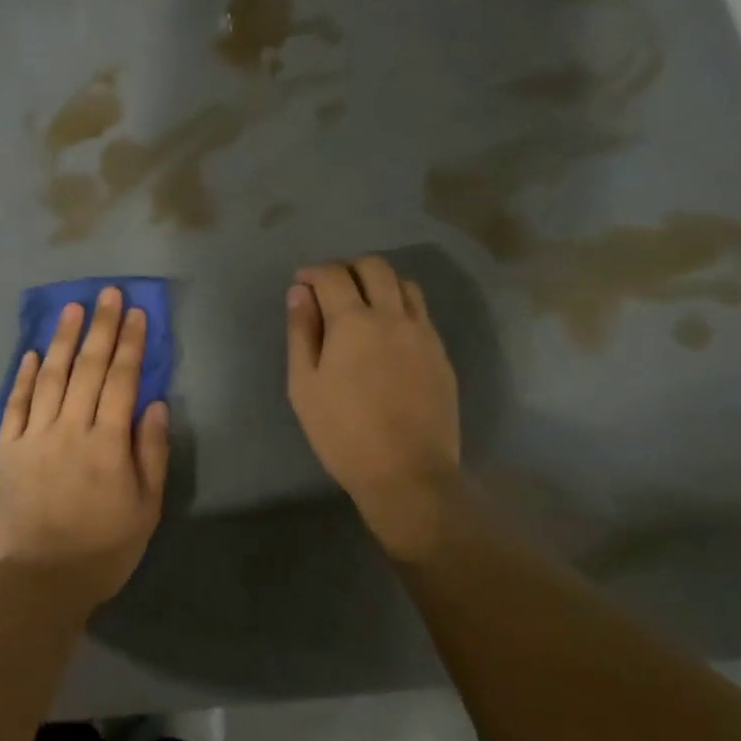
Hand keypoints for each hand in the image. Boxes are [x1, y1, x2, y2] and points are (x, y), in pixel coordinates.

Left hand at [0, 288, 169, 613]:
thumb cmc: (101, 550)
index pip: (122, 380)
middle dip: (101, 328)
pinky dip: (23, 376)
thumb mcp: (145, 510)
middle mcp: (70, 428)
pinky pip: (14, 404)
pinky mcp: (5, 449)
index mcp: (108, 442)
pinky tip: (31, 353)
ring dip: (63, 340)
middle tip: (107, 294)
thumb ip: (150, 453)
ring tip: (72, 310)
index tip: (136, 313)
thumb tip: (154, 404)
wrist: (35, 582)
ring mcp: (33, 436)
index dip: (130, 343)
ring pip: (51, 377)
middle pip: (88, 368)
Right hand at [287, 256, 462, 562]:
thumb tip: (300, 293)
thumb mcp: (305, 385)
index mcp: (353, 322)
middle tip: (331, 290)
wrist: (408, 473)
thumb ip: (301, 333)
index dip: (313, 272)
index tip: (302, 283)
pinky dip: (401, 307)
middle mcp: (392, 316)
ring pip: (405, 284)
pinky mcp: (441, 354)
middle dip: (348, 268)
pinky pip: (421, 313)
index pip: (333, 275)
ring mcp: (423, 334)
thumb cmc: (343, 432)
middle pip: (374, 267)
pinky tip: (389, 334)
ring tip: (363, 306)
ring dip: (380, 283)